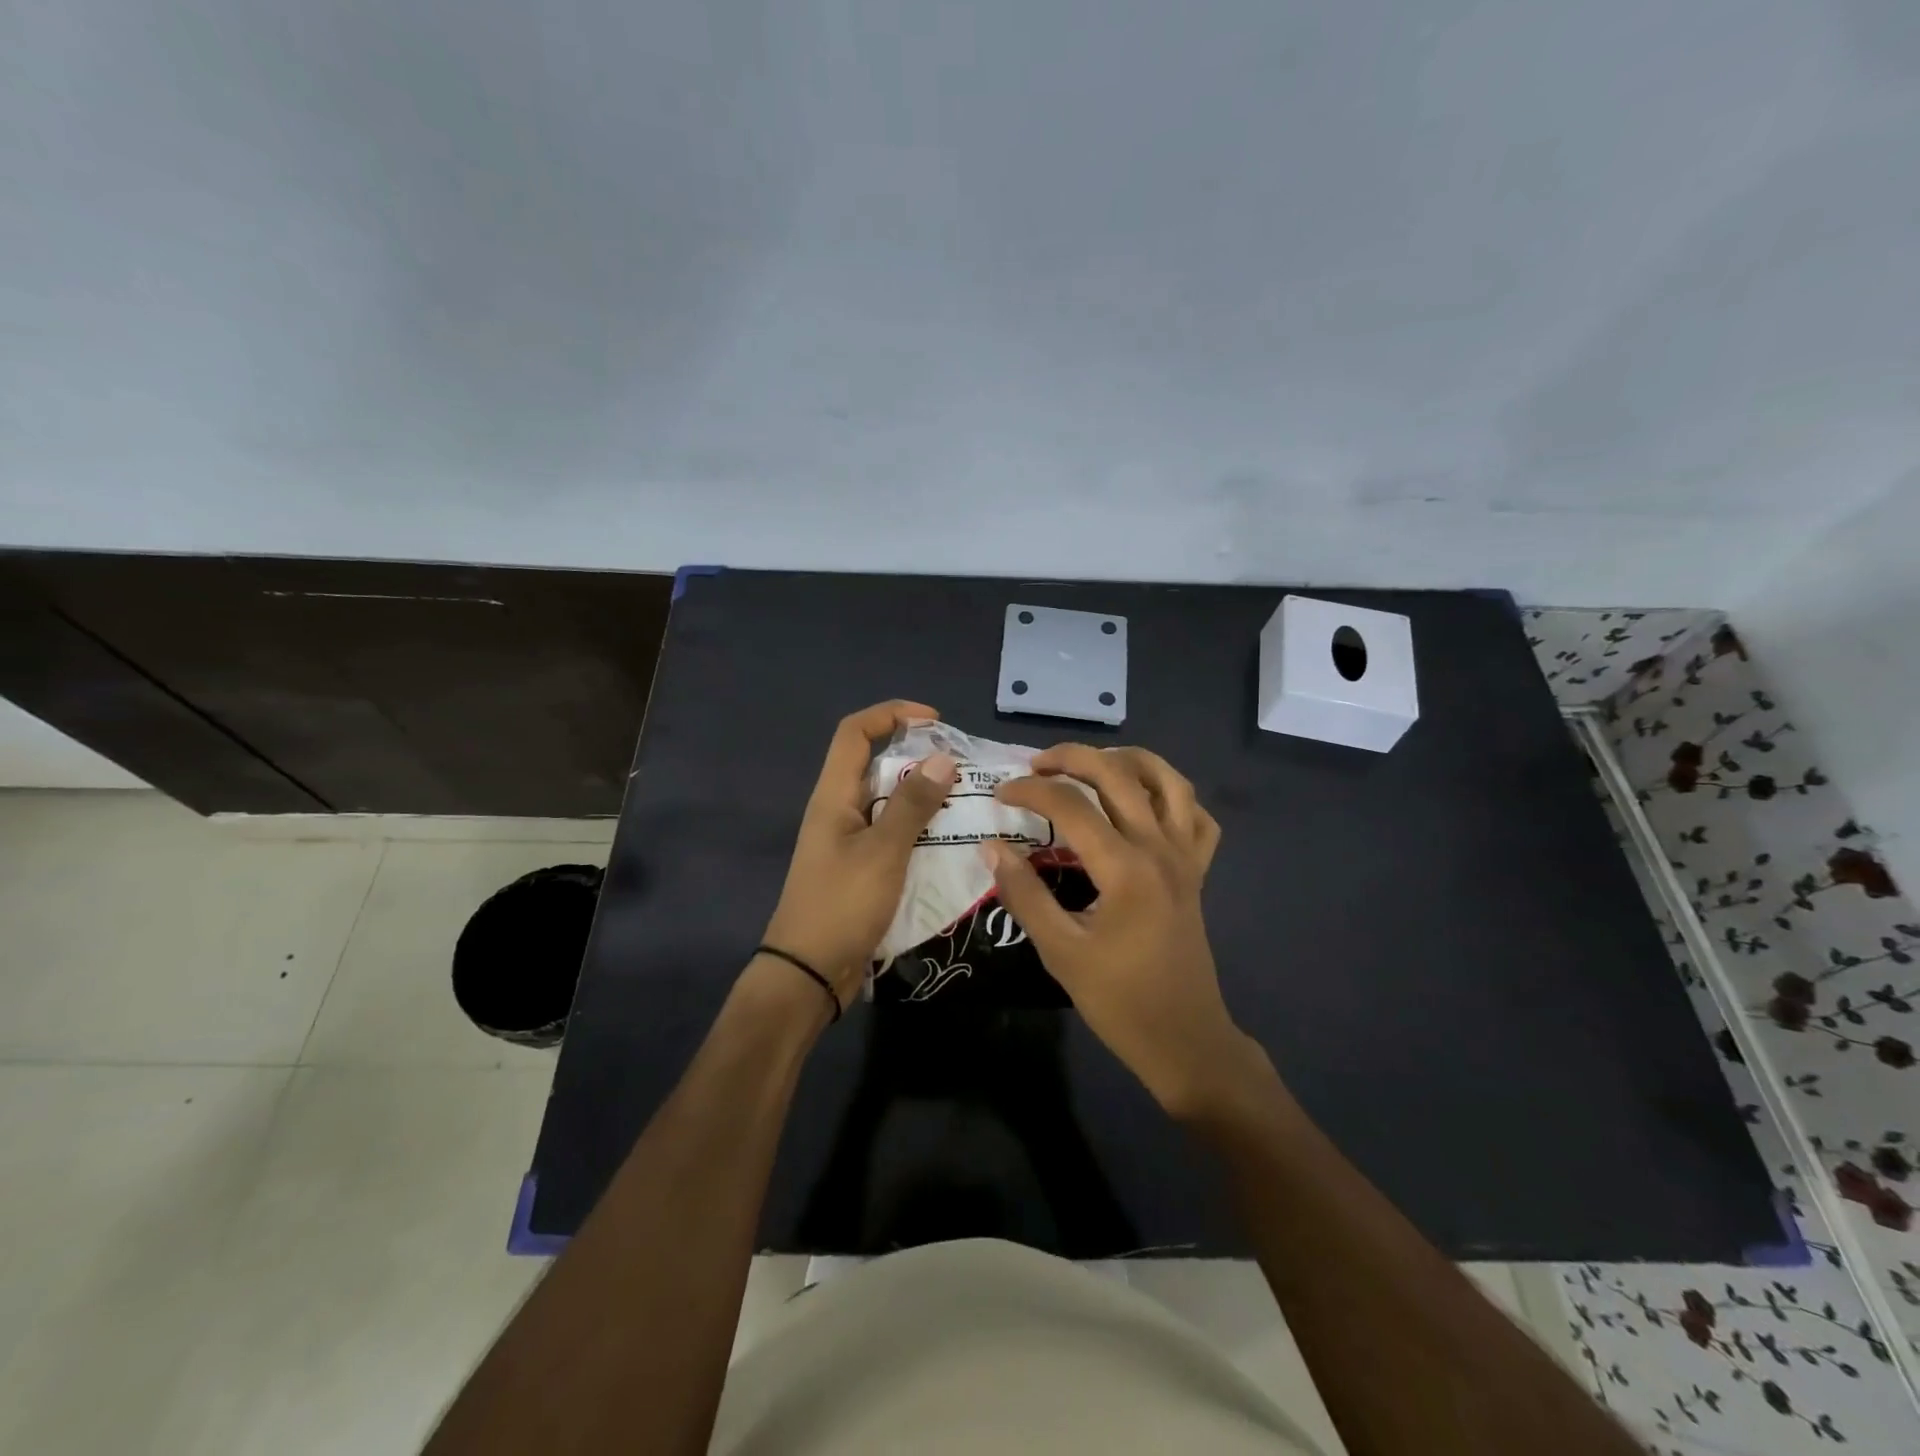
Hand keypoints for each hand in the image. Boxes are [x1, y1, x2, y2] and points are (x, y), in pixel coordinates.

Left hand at [761, 700, 957, 1006]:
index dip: (890, 714)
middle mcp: (839, 810)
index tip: (934, 721)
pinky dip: (920, 829)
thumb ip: (912, 805)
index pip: (854, 732)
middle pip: (875, 763)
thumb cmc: (841, 905)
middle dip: (918, 756)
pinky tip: (952, 841)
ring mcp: (849, 840)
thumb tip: (942, 759)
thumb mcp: (883, 852)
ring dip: (923, 795)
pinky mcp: (862, 868)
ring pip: (889, 801)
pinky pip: (894, 834)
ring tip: (966, 801)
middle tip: (961, 767)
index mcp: (834, 796)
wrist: (810, 974)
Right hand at [986, 744, 1253, 1116]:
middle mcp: (1160, 848)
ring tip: (1093, 764)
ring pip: (1169, 781)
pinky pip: (1197, 816)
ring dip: (1130, 760)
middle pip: (1119, 775)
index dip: (1031, 791)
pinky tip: (1146, 802)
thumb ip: (1024, 894)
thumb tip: (992, 847)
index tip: (1001, 795)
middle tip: (1037, 764)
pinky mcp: (1198, 871)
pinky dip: (1174, 796)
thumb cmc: (1119, 1000)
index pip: (1071, 805)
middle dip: (1073, 757)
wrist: (1185, 1040)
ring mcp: (1185, 857)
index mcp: (1125, 868)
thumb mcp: (1060, 951)